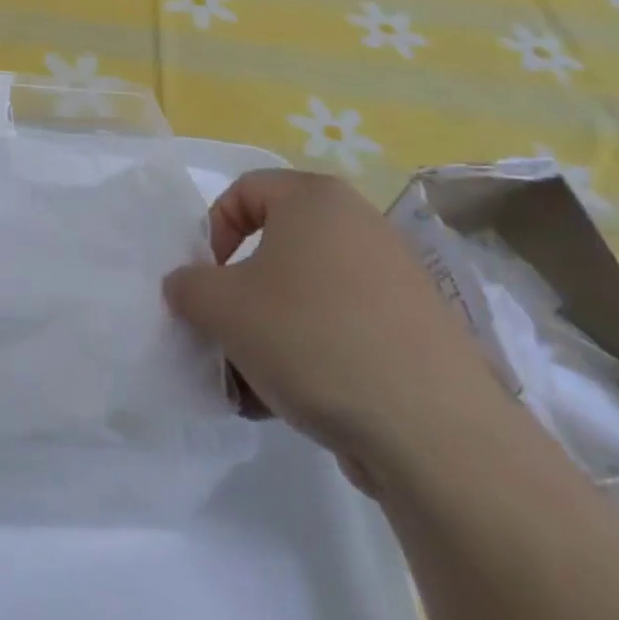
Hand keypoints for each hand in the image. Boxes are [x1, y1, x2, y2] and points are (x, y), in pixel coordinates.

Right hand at [163, 168, 514, 488]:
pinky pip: (341, 325)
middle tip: (224, 338)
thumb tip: (186, 286)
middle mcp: (357, 223)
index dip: (211, 233)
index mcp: (315, 198)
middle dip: (239, 296)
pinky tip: (293, 403)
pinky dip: (310, 354)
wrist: (432, 429)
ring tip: (253, 387)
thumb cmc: (311, 338)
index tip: (205, 283)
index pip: (244, 191)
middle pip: (274, 248)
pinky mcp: (413, 327)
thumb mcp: (223, 308)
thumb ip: (188, 287)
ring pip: (304, 294)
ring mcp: (392, 276)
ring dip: (268, 333)